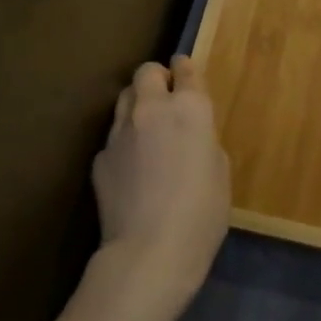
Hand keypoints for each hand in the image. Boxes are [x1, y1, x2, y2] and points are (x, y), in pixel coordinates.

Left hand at [90, 56, 229, 320]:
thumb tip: (189, 136)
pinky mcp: (100, 158)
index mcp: (190, 108)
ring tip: (147, 129)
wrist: (150, 252)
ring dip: (137, 105)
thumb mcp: (220, 170)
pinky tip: (132, 169)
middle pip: (146, 72)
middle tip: (166, 98)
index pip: (185, 69)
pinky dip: (124, 142)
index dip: (186, 69)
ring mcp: (120, 132)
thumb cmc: (202, 212)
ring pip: (124, 99)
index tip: (186, 73)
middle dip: (156, 79)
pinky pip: (113, 137)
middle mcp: (152, 109)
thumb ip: (203, 140)